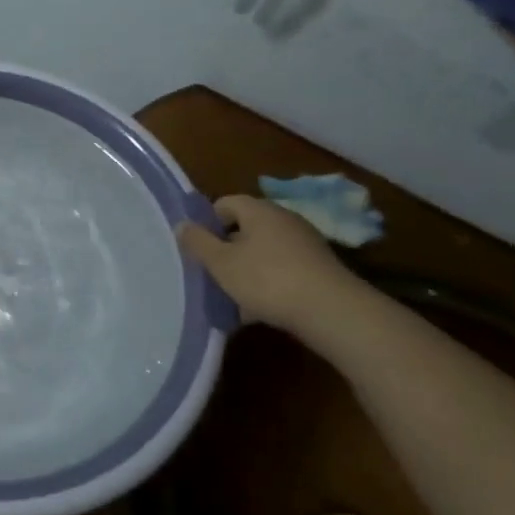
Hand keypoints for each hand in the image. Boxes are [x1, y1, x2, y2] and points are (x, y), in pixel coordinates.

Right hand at [177, 194, 359, 334]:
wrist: (332, 312)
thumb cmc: (267, 279)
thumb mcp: (221, 262)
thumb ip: (198, 242)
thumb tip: (183, 224)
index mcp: (259, 210)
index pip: (225, 203)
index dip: (207, 222)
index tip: (198, 248)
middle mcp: (284, 220)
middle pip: (244, 228)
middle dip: (225, 249)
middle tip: (211, 273)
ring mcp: (305, 244)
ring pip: (262, 251)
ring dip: (245, 269)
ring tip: (232, 296)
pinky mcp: (318, 269)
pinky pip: (282, 269)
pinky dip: (267, 283)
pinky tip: (258, 309)